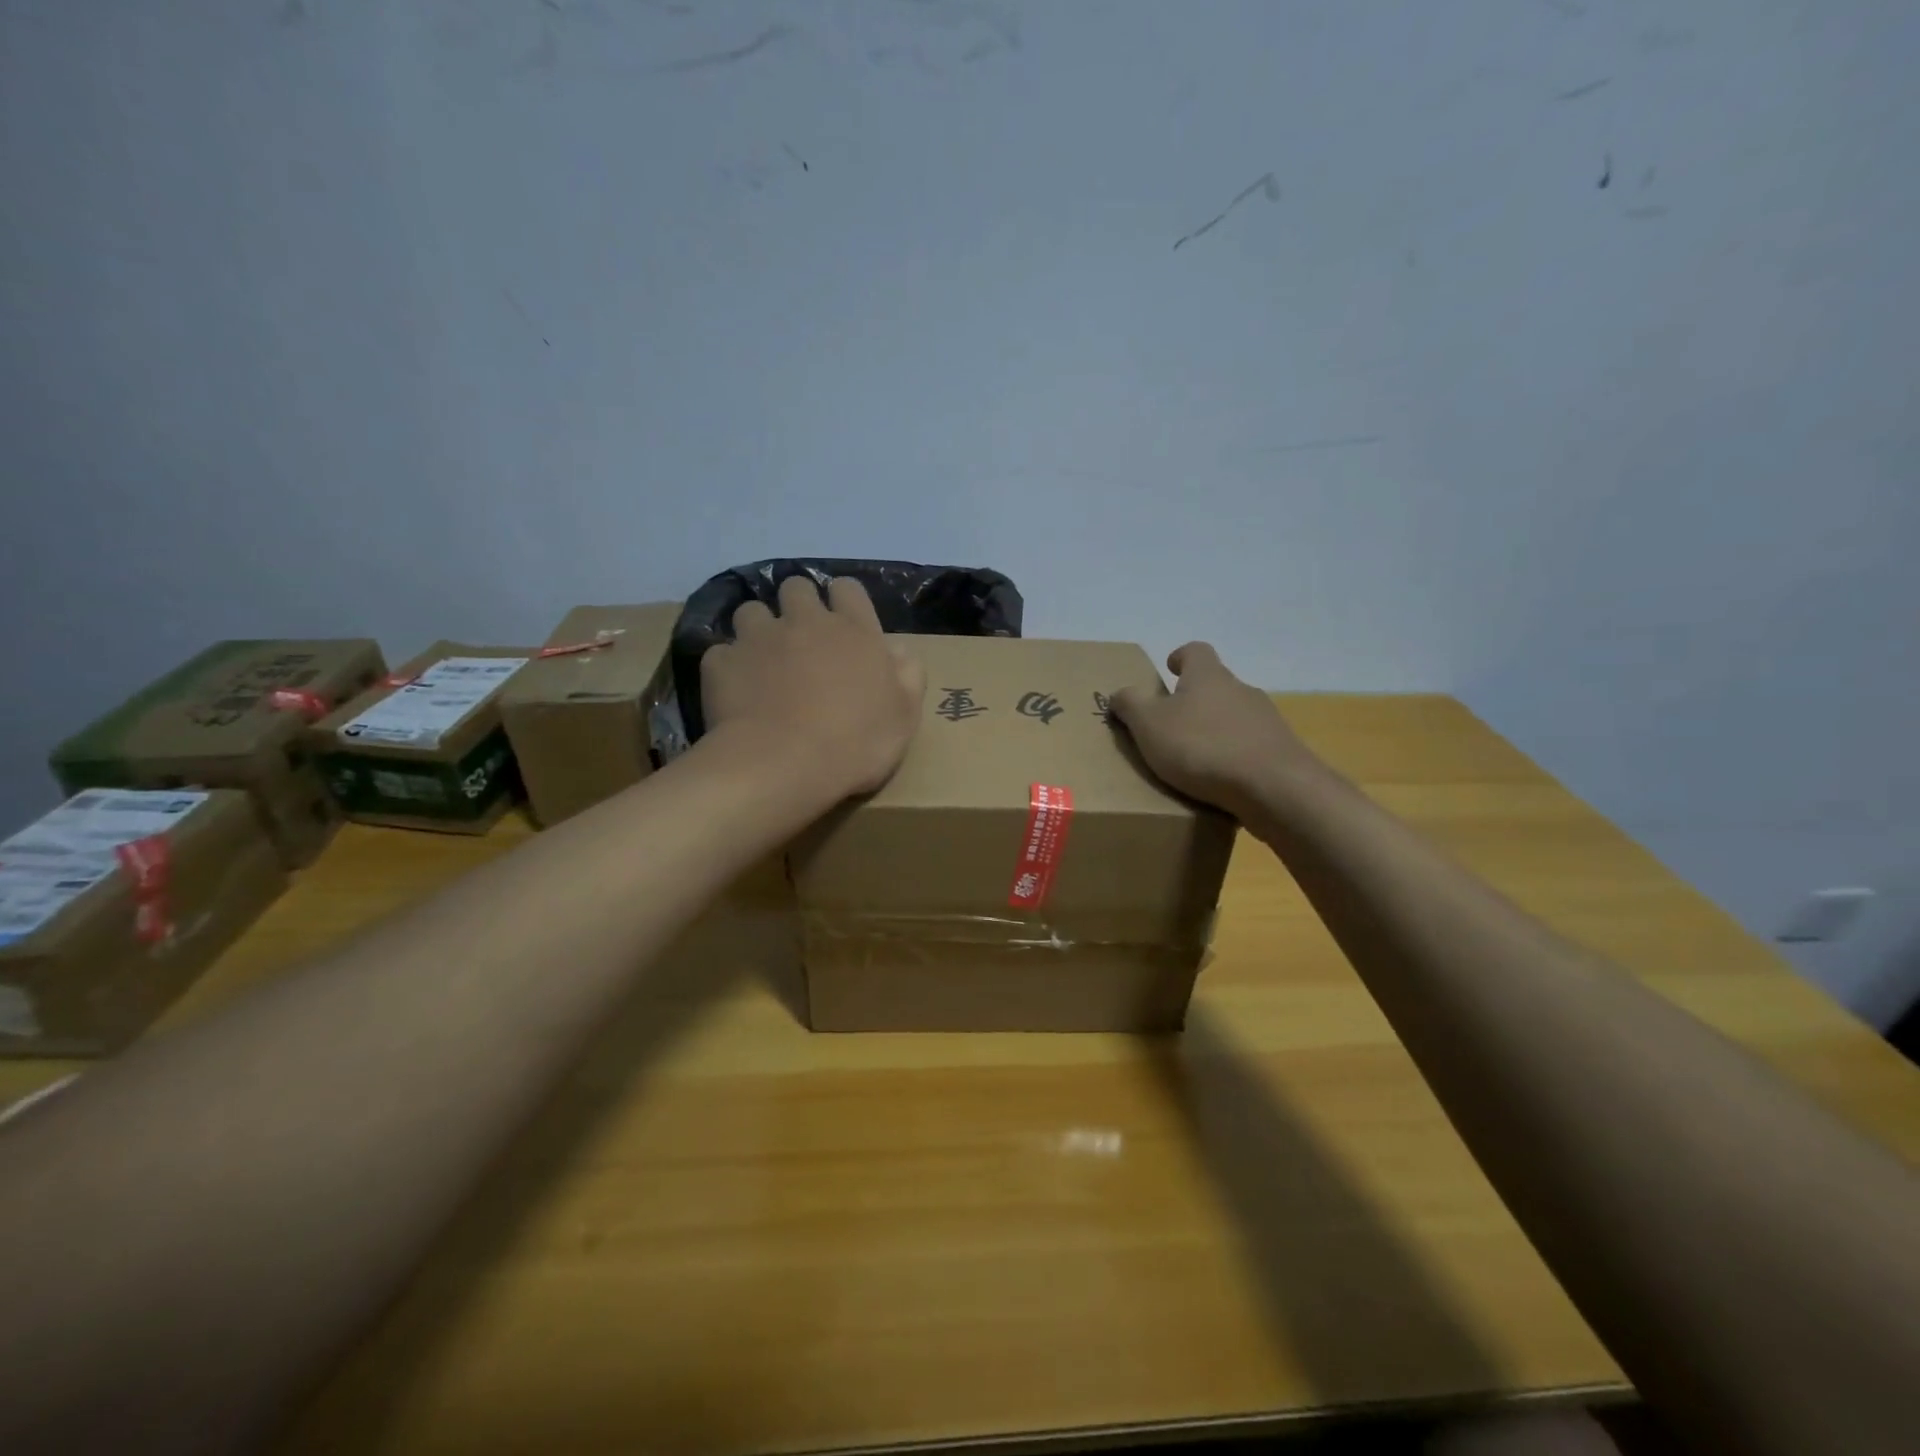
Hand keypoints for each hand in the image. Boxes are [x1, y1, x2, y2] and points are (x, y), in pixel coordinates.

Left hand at [700, 576, 926, 798]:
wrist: (784, 766)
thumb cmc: (856, 743)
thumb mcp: (904, 716)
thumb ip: (908, 675)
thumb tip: (899, 650)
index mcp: (853, 630)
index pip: (847, 588)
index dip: (844, 601)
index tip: (844, 625)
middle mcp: (804, 621)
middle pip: (796, 588)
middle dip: (797, 606)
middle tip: (801, 641)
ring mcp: (758, 638)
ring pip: (751, 611)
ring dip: (758, 630)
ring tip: (762, 662)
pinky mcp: (721, 662)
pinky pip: (721, 653)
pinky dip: (729, 668)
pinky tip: (735, 693)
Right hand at [1110, 642, 1320, 814]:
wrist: (1273, 787)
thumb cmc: (1202, 747)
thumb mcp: (1149, 724)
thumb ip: (1130, 705)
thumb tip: (1119, 694)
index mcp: (1208, 676)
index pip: (1196, 651)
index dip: (1181, 657)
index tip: (1169, 669)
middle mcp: (1241, 690)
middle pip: (1216, 686)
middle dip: (1194, 701)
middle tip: (1170, 724)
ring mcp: (1266, 721)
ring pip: (1233, 718)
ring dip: (1214, 731)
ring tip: (1192, 760)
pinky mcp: (1280, 752)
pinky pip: (1249, 748)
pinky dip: (1232, 758)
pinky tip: (1219, 782)